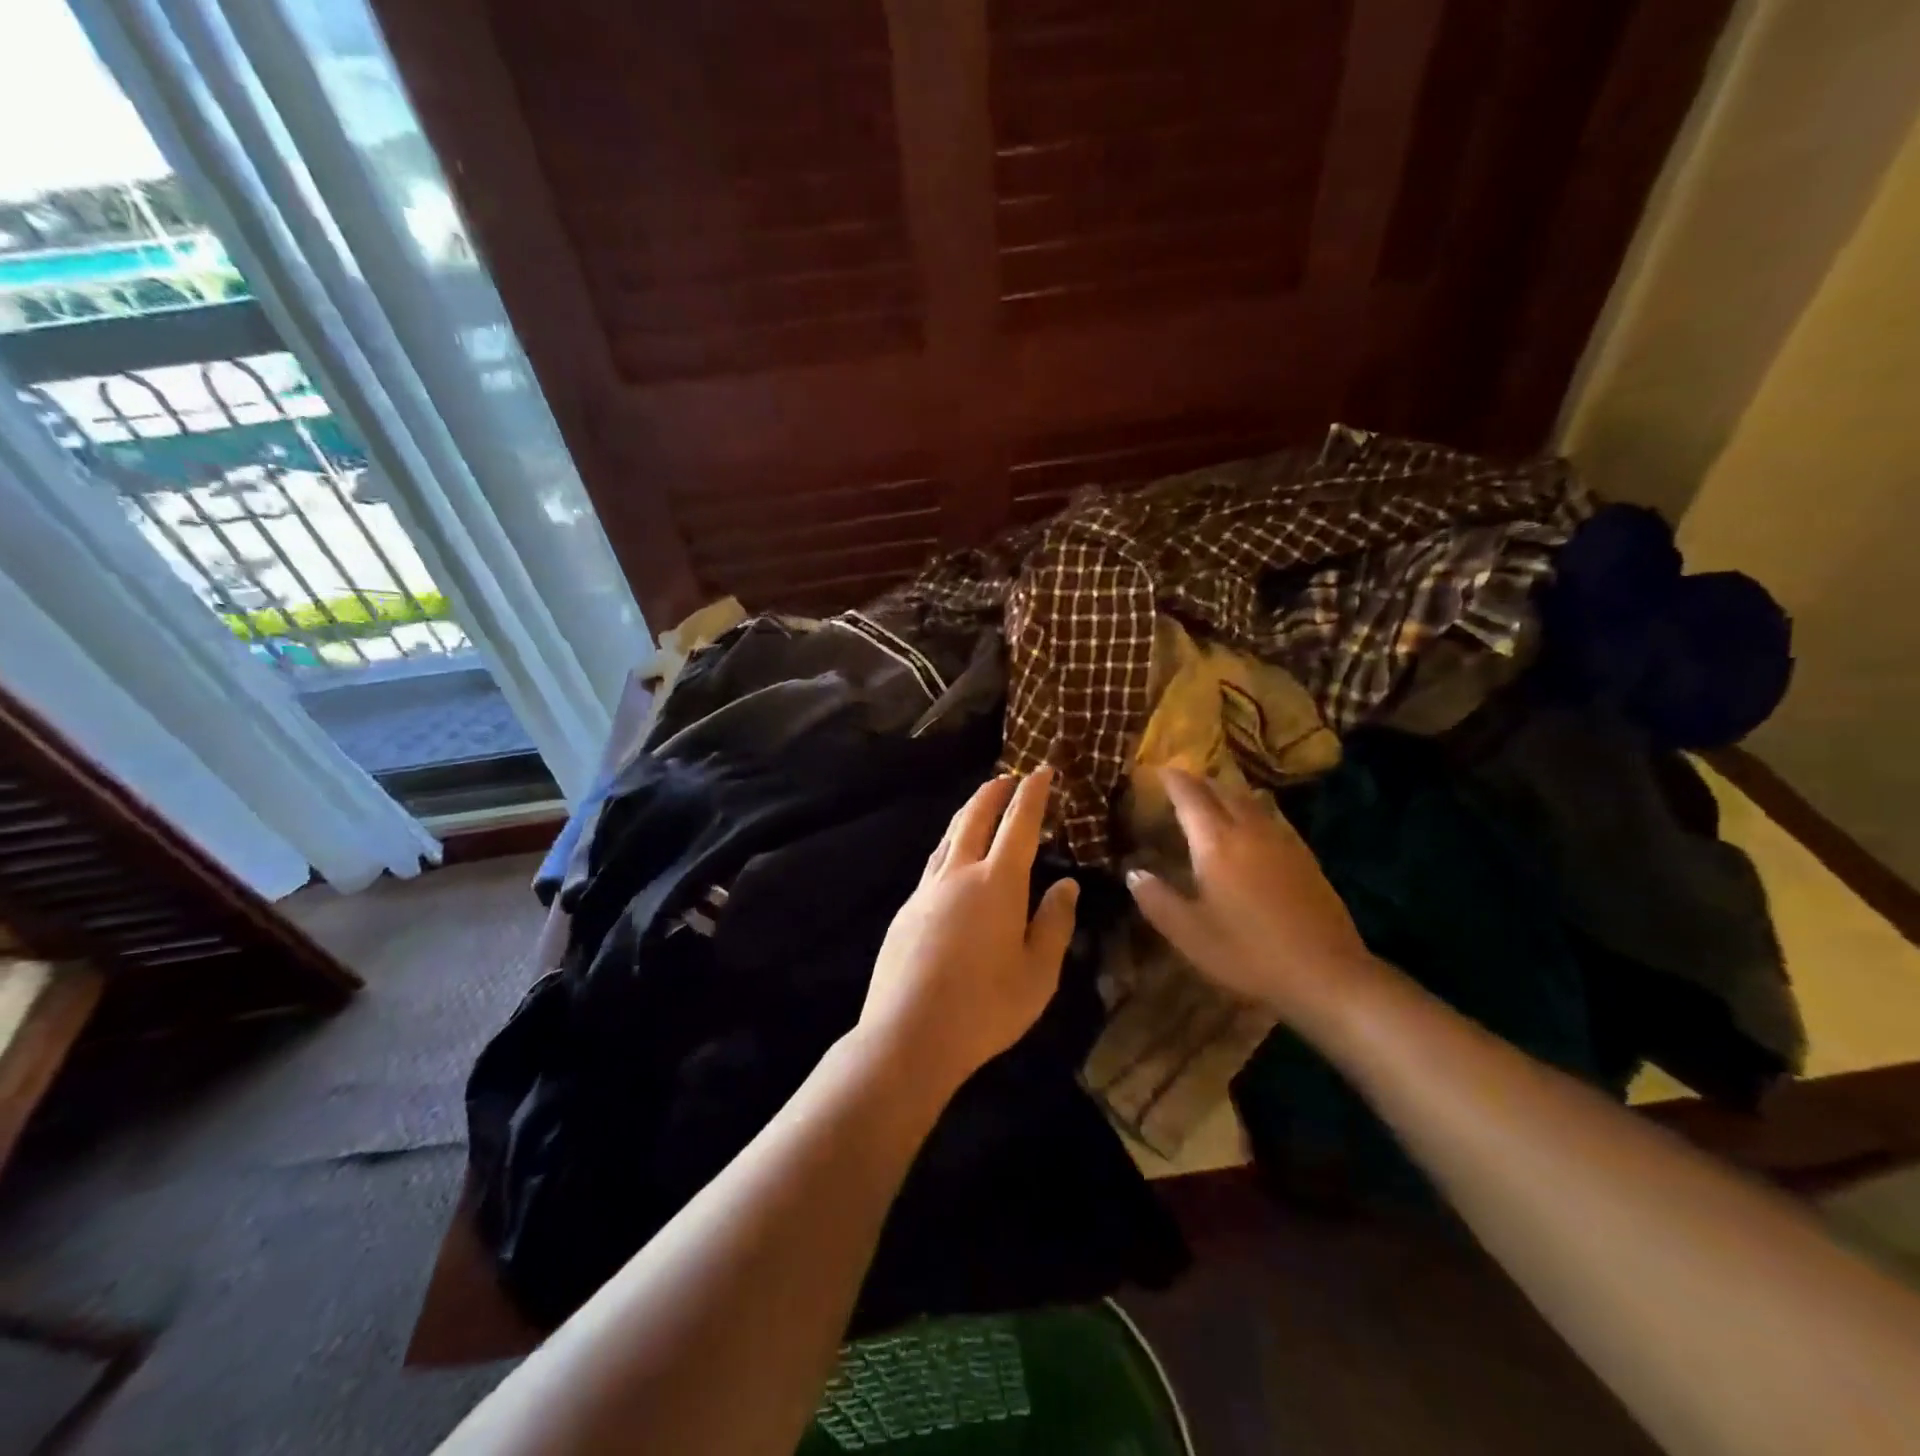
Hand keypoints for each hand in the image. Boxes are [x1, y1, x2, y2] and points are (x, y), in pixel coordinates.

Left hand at [858, 767, 1079, 1095]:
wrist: (908, 1035)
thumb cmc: (985, 1008)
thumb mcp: (1038, 973)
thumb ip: (1054, 924)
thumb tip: (1066, 885)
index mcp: (998, 884)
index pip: (1019, 824)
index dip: (1032, 794)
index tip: (1041, 770)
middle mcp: (959, 874)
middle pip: (975, 818)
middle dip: (993, 792)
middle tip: (1008, 777)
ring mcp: (927, 890)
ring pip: (948, 837)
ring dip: (967, 814)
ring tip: (980, 806)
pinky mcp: (905, 910)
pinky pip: (933, 864)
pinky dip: (949, 847)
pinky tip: (952, 860)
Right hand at [1125, 768, 1382, 1030]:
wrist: (1326, 973)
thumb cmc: (1248, 953)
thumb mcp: (1189, 934)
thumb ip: (1157, 899)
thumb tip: (1133, 872)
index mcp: (1216, 844)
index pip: (1190, 796)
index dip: (1172, 779)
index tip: (1157, 769)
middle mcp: (1249, 831)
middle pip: (1222, 790)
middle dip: (1199, 780)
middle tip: (1180, 781)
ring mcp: (1282, 841)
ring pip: (1250, 800)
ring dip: (1226, 792)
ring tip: (1211, 797)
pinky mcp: (1305, 856)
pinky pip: (1271, 817)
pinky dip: (1252, 809)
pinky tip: (1251, 827)